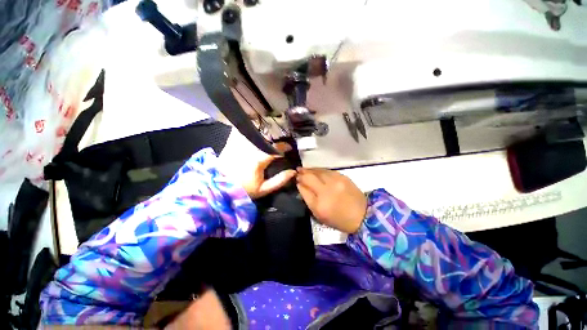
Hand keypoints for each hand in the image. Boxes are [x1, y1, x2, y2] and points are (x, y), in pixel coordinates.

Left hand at [218, 130, 295, 198]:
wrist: (220, 187)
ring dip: (263, 131)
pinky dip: (248, 129)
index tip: (288, 147)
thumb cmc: (244, 189)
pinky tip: (253, 129)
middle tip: (279, 140)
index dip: (284, 146)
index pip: (275, 148)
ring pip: (254, 131)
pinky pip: (240, 130)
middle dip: (274, 138)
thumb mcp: (264, 189)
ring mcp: (239, 143)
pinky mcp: (231, 142)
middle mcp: (249, 148)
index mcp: (258, 159)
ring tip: (268, 134)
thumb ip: (280, 180)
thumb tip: (293, 171)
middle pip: (265, 137)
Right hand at [296, 168, 366, 233]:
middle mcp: (328, 189)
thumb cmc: (338, 218)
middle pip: (310, 176)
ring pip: (319, 171)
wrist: (362, 215)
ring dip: (310, 170)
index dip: (298, 180)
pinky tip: (316, 171)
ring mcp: (336, 181)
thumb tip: (300, 185)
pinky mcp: (343, 176)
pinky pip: (327, 170)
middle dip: (302, 172)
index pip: (304, 186)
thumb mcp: (319, 214)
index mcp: (320, 203)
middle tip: (297, 171)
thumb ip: (307, 198)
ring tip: (304, 169)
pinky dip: (320, 170)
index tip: (294, 178)